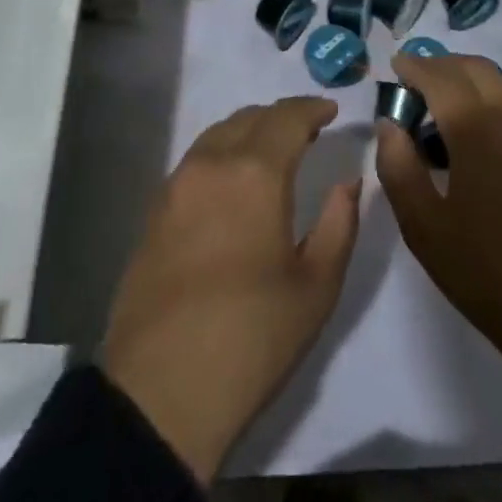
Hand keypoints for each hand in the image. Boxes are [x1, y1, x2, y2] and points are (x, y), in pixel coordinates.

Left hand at [100, 96, 360, 482]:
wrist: (160, 392)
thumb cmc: (251, 338)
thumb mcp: (316, 287)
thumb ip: (340, 223)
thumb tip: (347, 182)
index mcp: (254, 173)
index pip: (287, 118)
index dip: (312, 109)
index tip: (331, 112)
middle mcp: (211, 164)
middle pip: (249, 118)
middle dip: (281, 118)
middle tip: (306, 132)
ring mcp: (176, 186)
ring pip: (217, 135)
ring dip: (249, 132)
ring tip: (271, 152)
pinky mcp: (154, 212)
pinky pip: (195, 161)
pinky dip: (222, 154)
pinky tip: (233, 183)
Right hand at [376, 53, 501, 366]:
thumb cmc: (484, 271)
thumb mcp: (423, 227)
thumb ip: (398, 166)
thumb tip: (389, 124)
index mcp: (477, 130)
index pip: (441, 78)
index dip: (415, 67)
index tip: (396, 66)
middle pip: (475, 68)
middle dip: (442, 65)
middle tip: (415, 80)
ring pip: (500, 85)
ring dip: (467, 80)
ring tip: (441, 106)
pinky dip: (489, 102)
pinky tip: (476, 134)